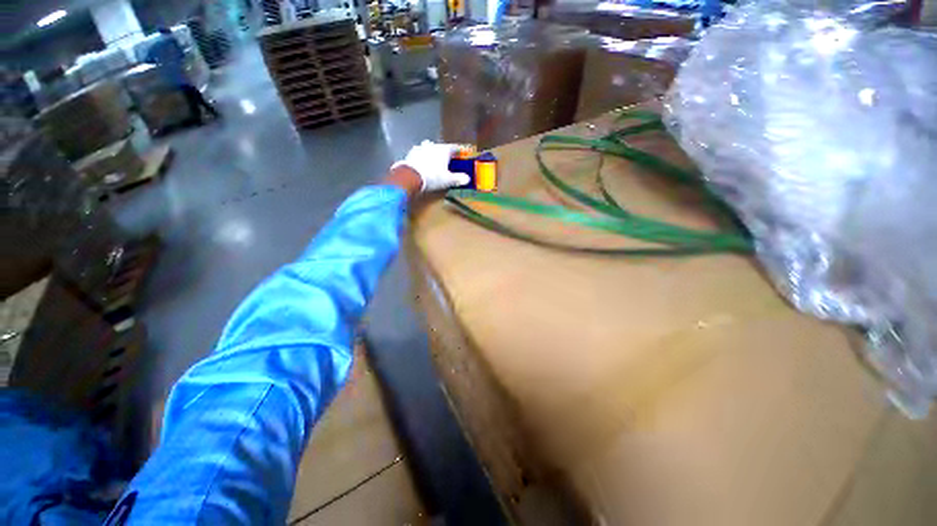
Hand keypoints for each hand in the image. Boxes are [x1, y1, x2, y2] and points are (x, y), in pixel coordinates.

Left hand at [391, 141, 471, 192]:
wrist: (411, 176)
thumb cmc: (433, 177)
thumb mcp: (448, 180)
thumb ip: (458, 178)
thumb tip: (467, 179)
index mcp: (444, 150)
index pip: (454, 148)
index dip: (458, 151)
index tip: (460, 153)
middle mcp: (433, 145)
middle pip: (440, 147)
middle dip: (443, 152)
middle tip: (446, 160)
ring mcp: (420, 148)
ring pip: (428, 148)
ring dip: (431, 153)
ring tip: (432, 161)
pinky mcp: (410, 153)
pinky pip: (418, 154)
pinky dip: (421, 158)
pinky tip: (421, 164)